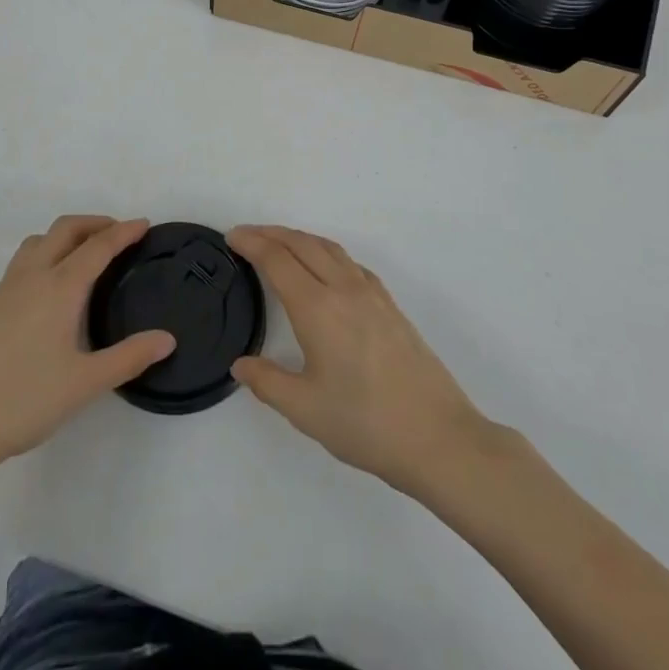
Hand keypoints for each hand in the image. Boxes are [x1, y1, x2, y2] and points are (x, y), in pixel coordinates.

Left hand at [0, 216, 174, 487]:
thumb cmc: (23, 401)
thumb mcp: (85, 383)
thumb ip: (129, 358)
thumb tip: (168, 339)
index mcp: (60, 287)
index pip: (98, 246)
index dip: (123, 232)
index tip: (144, 224)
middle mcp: (33, 276)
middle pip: (66, 229)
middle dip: (95, 223)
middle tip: (120, 234)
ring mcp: (7, 288)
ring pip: (40, 240)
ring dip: (68, 234)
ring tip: (87, 252)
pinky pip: (25, 258)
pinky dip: (48, 251)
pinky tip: (52, 284)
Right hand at [228, 225, 493, 495]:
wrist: (437, 436)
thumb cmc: (365, 424)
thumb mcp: (305, 410)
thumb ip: (267, 383)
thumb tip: (240, 365)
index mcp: (318, 308)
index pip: (277, 260)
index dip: (252, 243)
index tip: (231, 238)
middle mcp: (344, 288)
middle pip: (303, 244)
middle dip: (271, 233)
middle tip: (246, 235)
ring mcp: (371, 293)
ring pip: (329, 248)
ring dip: (300, 238)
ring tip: (280, 243)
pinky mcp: (390, 305)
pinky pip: (350, 262)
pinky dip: (326, 252)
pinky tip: (325, 269)